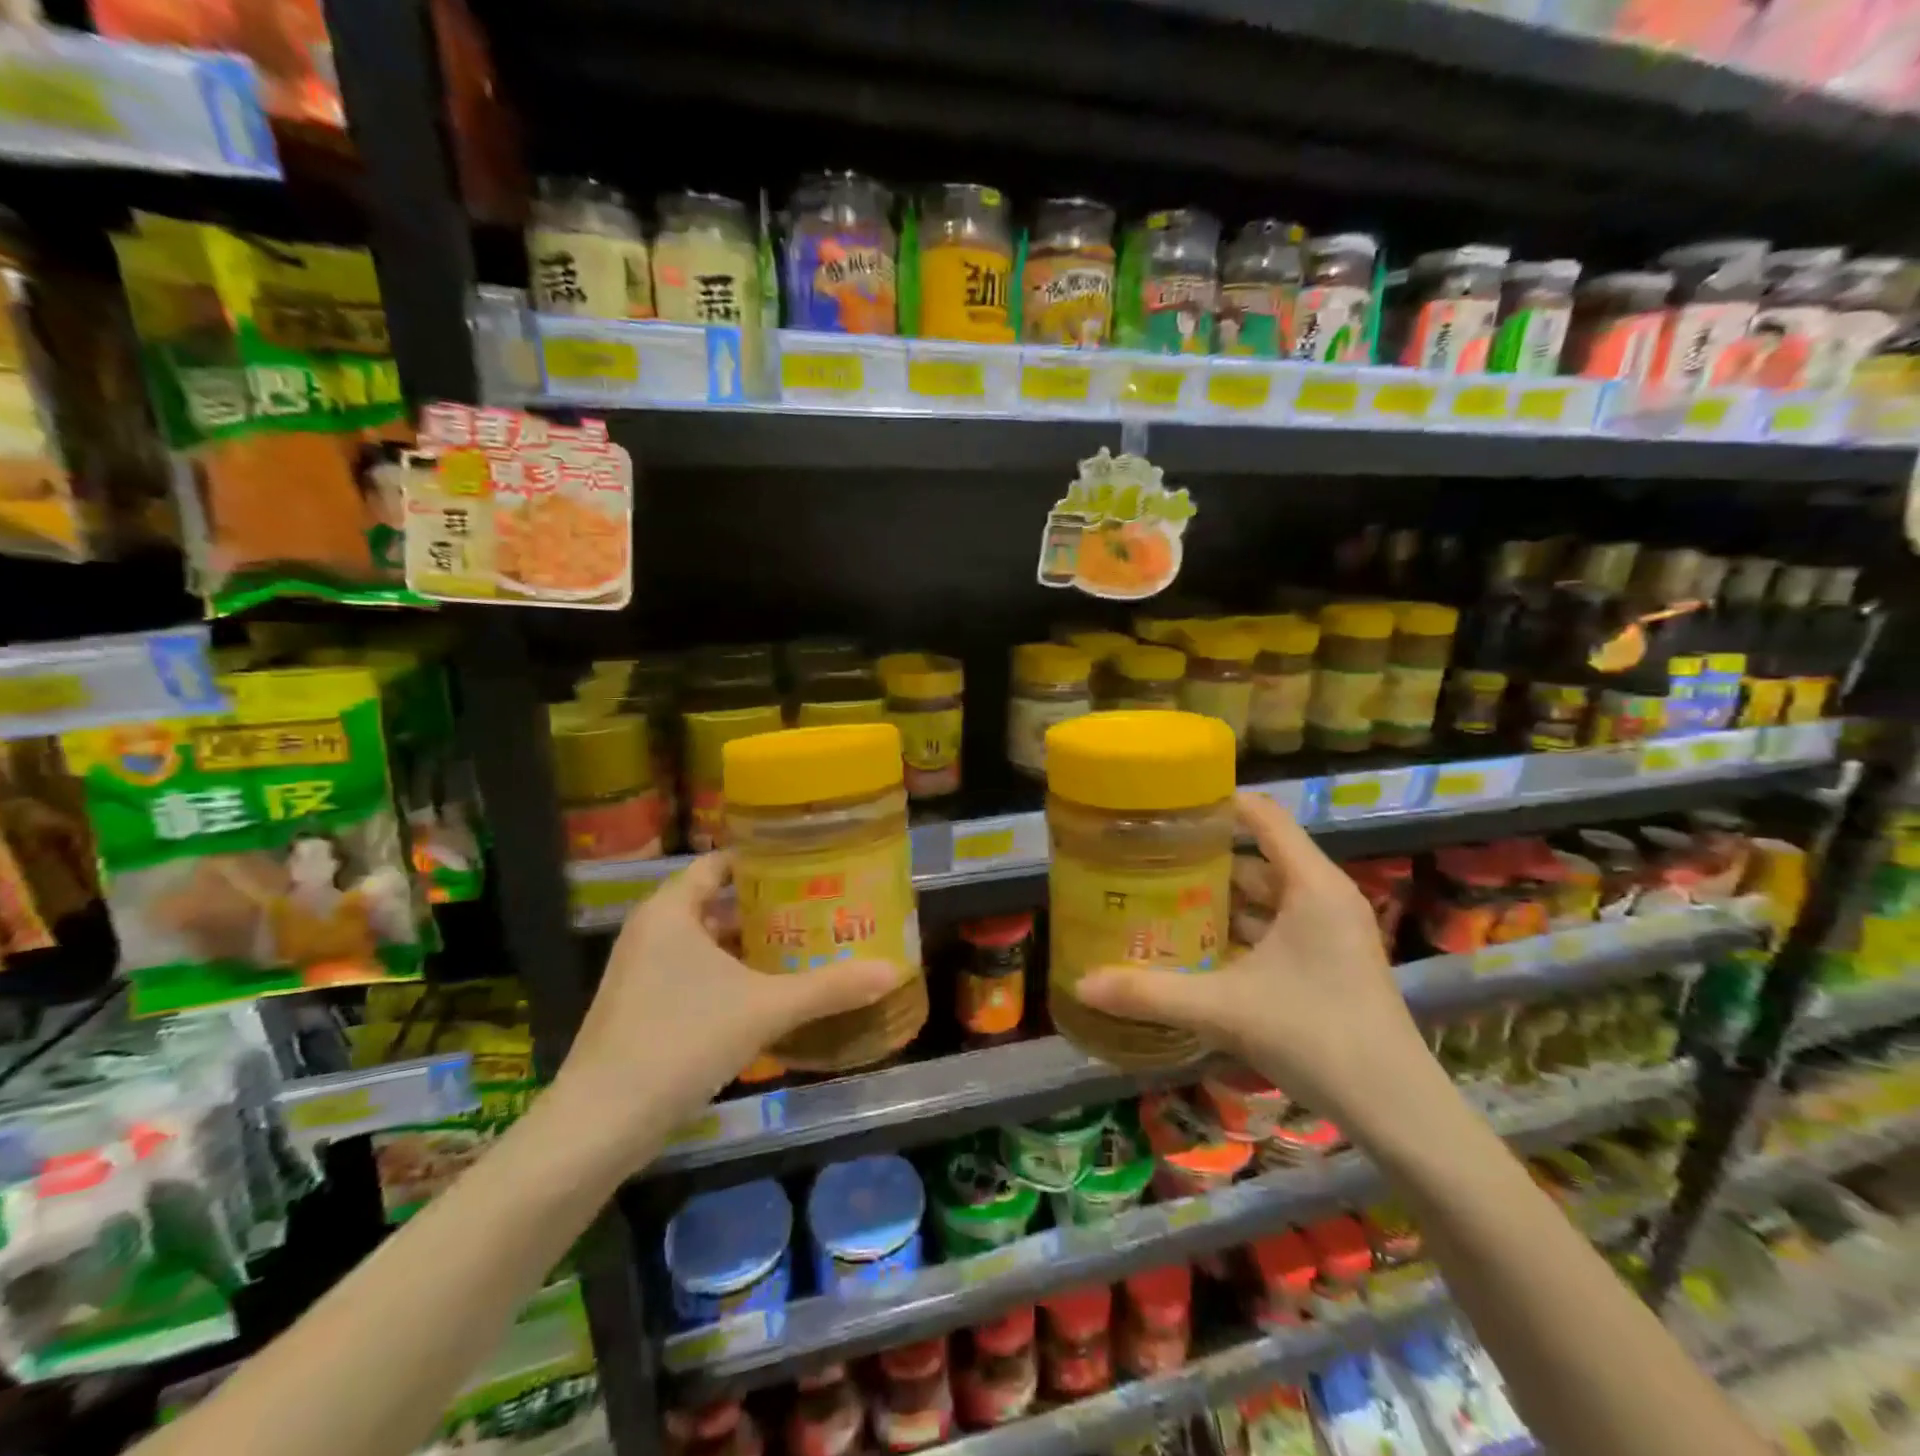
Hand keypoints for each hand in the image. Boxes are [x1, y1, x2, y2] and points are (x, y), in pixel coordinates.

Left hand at [549, 852, 899, 1165]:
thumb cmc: (681, 1041)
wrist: (599, 1125)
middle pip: (719, 901)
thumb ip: (829, 987)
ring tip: (807, 943)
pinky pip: (695, 972)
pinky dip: (731, 973)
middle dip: (768, 905)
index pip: (722, 862)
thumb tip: (894, 971)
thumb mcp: (765, 1009)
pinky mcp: (642, 1006)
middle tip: (821, 905)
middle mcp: (653, 930)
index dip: (766, 860)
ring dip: (752, 944)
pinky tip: (770, 991)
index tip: (811, 862)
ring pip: (708, 941)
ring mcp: (643, 970)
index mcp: (671, 909)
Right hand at [1074, 791, 1436, 1128]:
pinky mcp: (1330, 962)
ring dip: (1219, 898)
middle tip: (1147, 858)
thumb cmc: (1316, 1036)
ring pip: (1265, 897)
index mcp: (1311, 885)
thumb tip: (1082, 984)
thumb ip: (1151, 993)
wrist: (1397, 1110)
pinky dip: (1239, 929)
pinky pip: (1276, 927)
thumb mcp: (1224, 1009)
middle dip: (1203, 858)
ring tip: (1161, 897)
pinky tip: (1198, 946)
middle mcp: (1324, 897)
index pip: (1262, 817)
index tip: (1166, 807)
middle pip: (1257, 858)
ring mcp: (1331, 931)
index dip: (1217, 804)